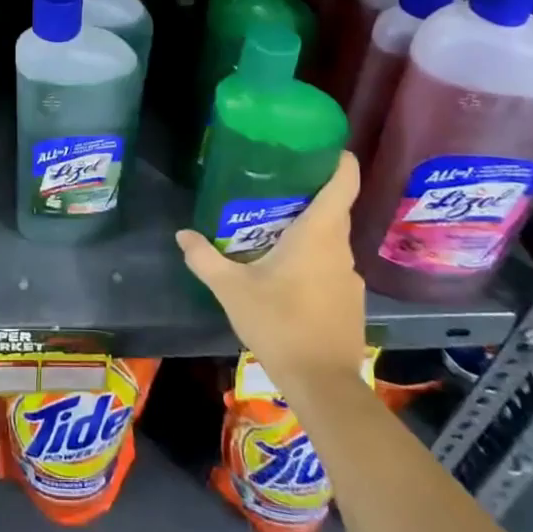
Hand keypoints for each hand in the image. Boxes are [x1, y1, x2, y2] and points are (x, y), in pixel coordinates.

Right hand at [175, 153, 367, 392]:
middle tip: (271, 186)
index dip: (338, 159)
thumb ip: (205, 258)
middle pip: (333, 208)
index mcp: (319, 233)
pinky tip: (286, 274)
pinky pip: (331, 265)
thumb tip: (182, 234)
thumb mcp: (232, 290)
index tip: (319, 145)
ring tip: (272, 228)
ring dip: (307, 230)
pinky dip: (312, 259)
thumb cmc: (279, 324)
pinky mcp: (350, 301)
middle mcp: (340, 248)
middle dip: (307, 194)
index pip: (344, 181)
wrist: (322, 385)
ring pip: (330, 240)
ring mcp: (350, 276)